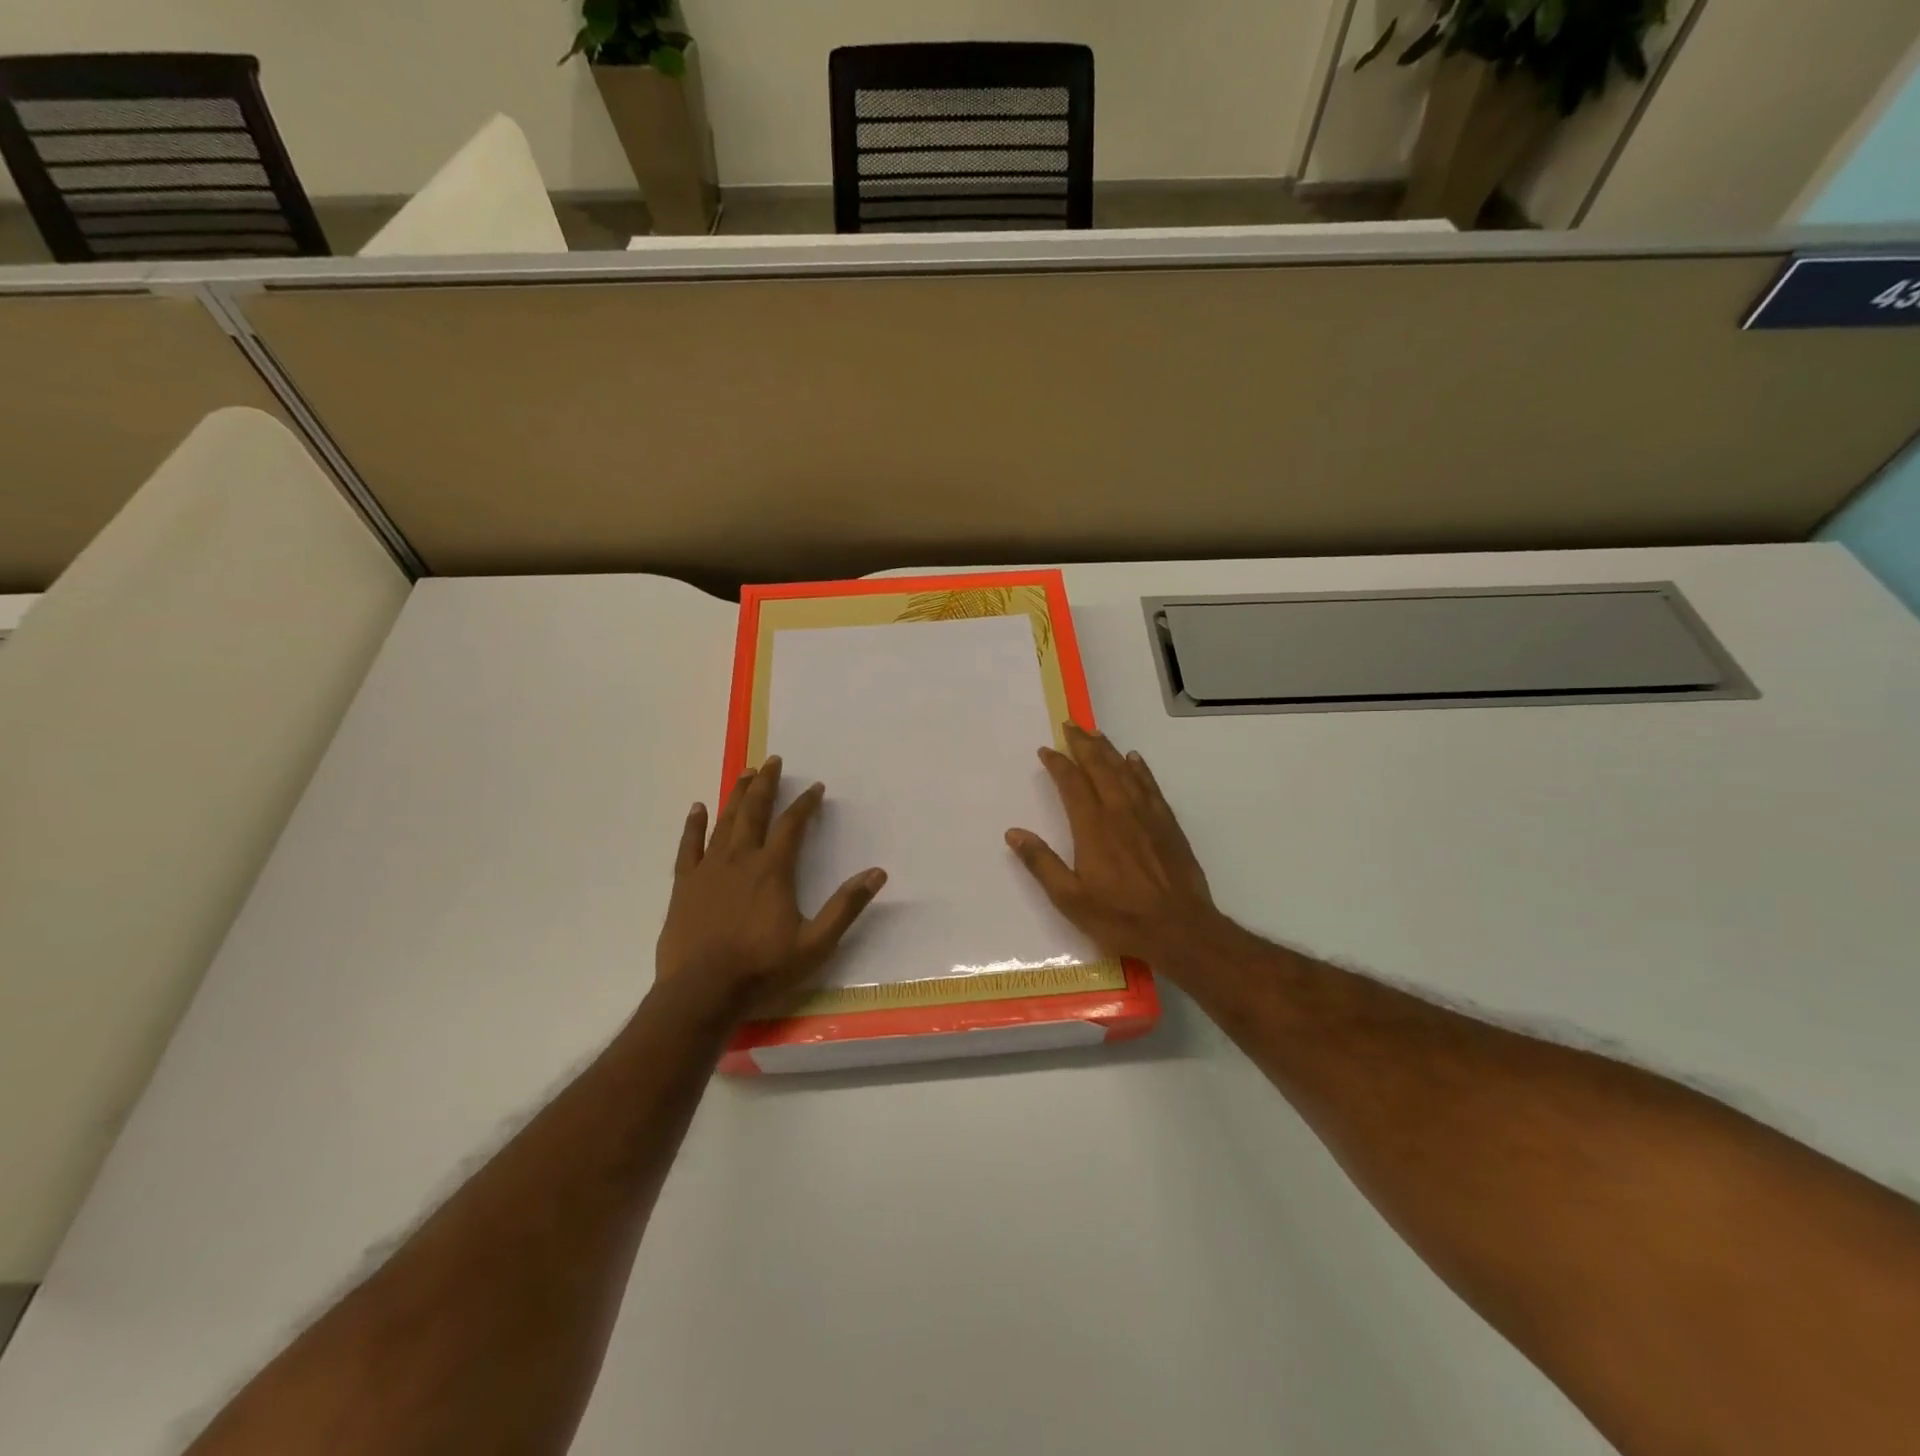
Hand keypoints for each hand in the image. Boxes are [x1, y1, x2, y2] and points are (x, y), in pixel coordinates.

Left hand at [655, 756, 885, 1016]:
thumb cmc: (761, 969)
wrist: (701, 993)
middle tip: (773, 761)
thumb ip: (845, 906)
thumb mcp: (815, 944)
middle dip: (766, 784)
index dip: (805, 803)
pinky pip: (689, 846)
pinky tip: (698, 807)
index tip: (815, 788)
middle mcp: (740, 859)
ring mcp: (709, 869)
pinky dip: (694, 825)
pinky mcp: (684, 885)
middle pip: (754, 811)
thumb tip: (878, 873)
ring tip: (746, 773)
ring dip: (736, 795)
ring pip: (724, 822)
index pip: (792, 825)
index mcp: (773, 870)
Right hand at [1006, 724, 1224, 967]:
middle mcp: (1119, 812)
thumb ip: (1041, 863)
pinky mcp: (1168, 824)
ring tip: (1095, 734)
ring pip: (1125, 771)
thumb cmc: (1120, 918)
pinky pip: (1151, 786)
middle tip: (1070, 725)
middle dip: (1083, 744)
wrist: (1180, 929)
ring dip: (1108, 750)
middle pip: (1099, 768)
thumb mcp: (1070, 898)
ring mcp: (1147, 816)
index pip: (1072, 784)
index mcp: (1092, 828)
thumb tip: (1013, 833)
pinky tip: (1134, 759)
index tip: (1046, 750)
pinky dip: (1140, 769)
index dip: (1058, 764)